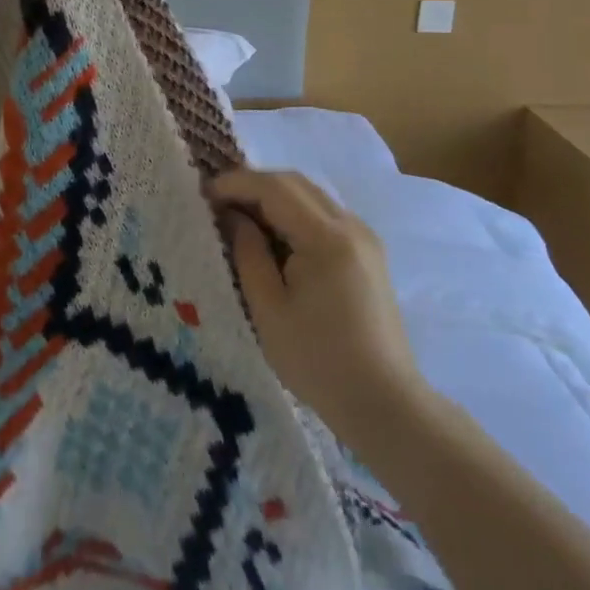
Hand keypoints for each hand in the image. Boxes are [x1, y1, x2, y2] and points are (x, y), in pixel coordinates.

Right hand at [205, 170, 426, 433]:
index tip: (203, 195)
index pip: (274, 188)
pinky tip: (274, 237)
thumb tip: (232, 216)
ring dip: (273, 198)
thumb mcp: (268, 309)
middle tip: (218, 204)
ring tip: (240, 218)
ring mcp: (364, 238)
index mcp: (326, 238)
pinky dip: (293, 213)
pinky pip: (324, 215)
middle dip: (253, 186)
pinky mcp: (368, 253)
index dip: (235, 184)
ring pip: (310, 196)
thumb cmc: (319, 362)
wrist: (386, 405)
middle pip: (294, 183)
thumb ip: (247, 253)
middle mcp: (350, 226)